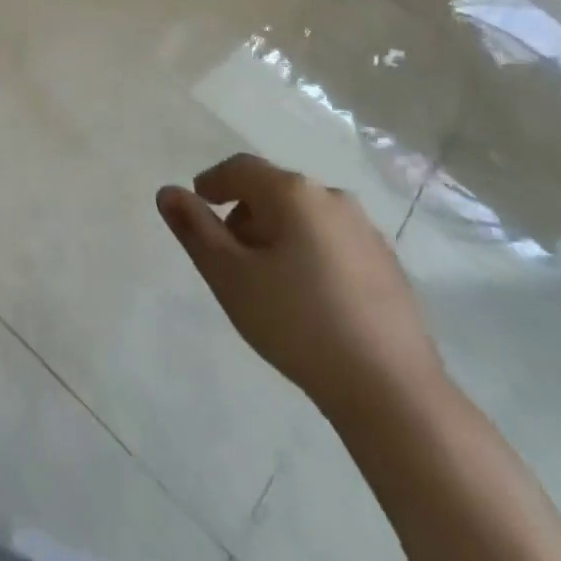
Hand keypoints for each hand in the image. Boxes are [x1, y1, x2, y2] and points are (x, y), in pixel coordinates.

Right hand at [158, 153, 444, 420]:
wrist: (393, 393)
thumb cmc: (297, 323)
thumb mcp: (230, 276)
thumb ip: (195, 229)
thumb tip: (167, 192)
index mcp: (293, 192)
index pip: (240, 168)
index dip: (212, 182)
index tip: (197, 205)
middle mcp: (332, 198)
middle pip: (274, 190)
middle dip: (245, 212)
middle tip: (229, 253)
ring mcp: (366, 231)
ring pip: (306, 216)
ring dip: (278, 233)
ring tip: (266, 279)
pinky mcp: (388, 265)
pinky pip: (333, 241)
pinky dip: (310, 253)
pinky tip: (308, 297)